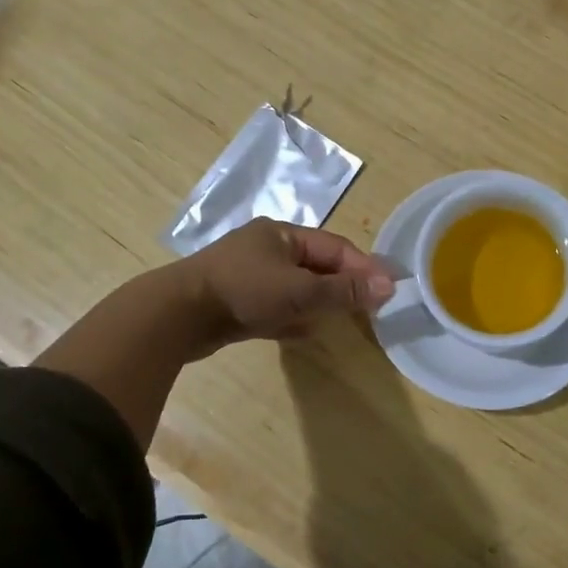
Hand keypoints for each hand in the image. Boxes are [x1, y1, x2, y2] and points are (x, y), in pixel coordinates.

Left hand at [180, 219, 393, 354]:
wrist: (177, 315)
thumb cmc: (243, 292)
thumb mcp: (300, 290)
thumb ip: (343, 291)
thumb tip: (389, 286)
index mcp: (282, 234)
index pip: (335, 246)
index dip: (363, 267)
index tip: (387, 289)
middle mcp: (266, 249)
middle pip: (315, 265)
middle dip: (341, 285)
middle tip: (367, 307)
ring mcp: (248, 276)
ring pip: (294, 287)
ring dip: (318, 302)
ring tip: (342, 319)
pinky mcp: (235, 302)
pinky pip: (274, 307)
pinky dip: (292, 317)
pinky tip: (305, 332)